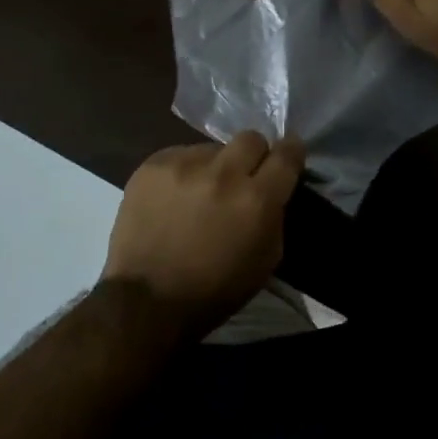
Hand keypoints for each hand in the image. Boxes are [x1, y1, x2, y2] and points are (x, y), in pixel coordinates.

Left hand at [102, 132, 305, 339]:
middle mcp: (223, 173)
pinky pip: (180, 154)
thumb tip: (273, 190)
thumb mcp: (265, 261)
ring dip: (214, 166)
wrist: (145, 300)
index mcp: (256, 200)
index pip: (286, 154)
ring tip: (200, 193)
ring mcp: (184, 164)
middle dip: (253, 154)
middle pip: (251, 138)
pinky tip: (173, 197)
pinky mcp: (153, 164)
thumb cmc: (213, 290)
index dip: (292, 151)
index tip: (289, 154)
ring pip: (212, 148)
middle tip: (243, 175)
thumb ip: (275, 216)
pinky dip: (183, 172)